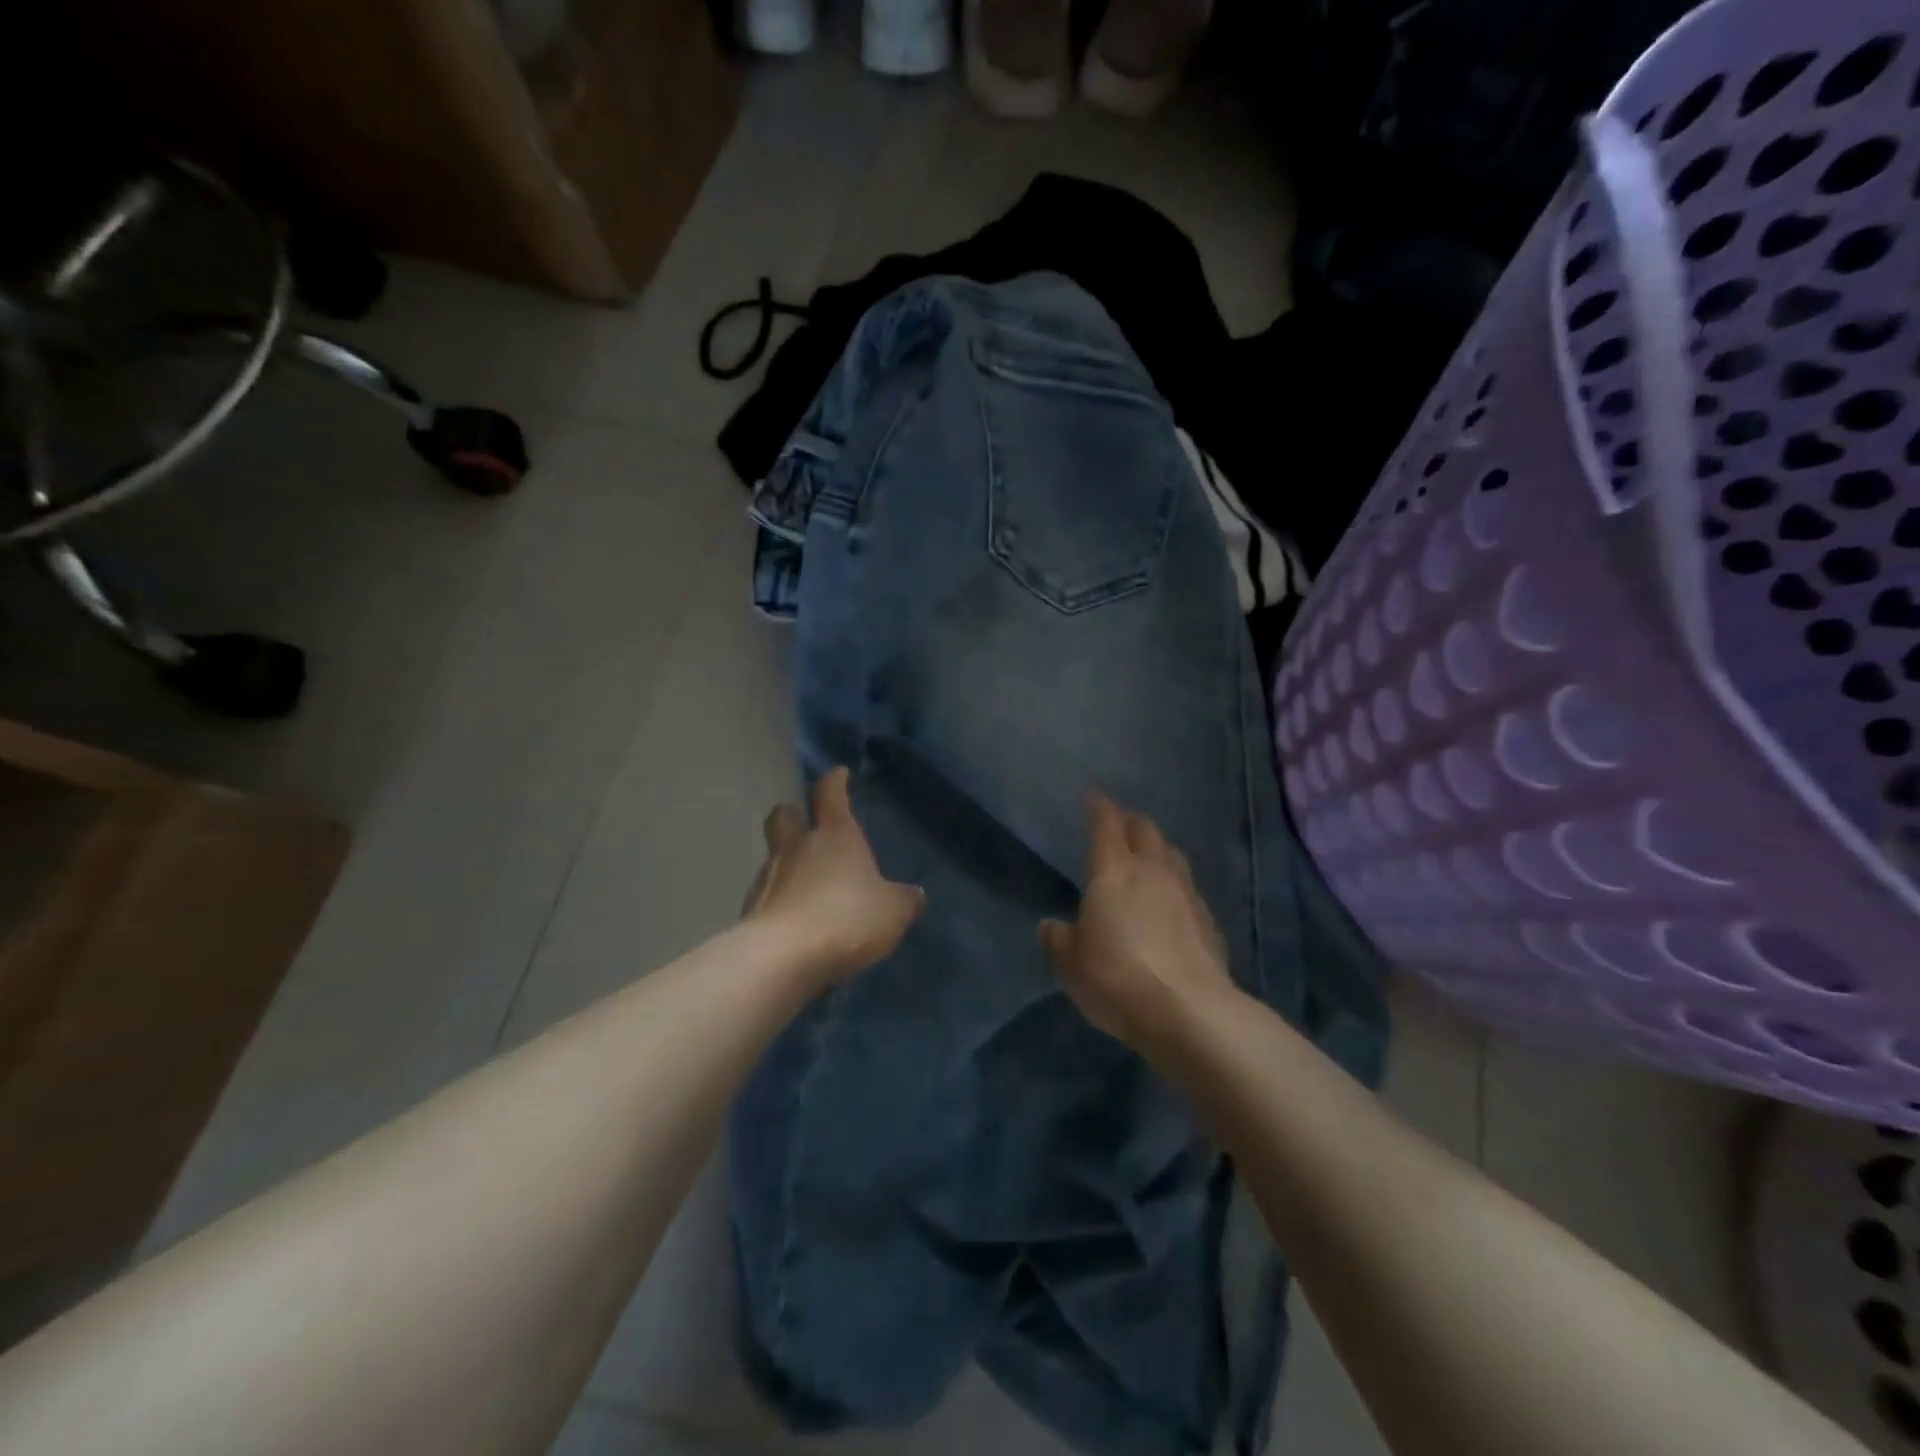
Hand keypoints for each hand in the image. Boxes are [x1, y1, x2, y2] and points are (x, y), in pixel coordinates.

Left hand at [744, 767, 924, 984]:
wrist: (783, 957)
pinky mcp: (751, 910)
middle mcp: (797, 847)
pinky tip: (795, 920)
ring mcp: (769, 877)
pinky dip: (779, 900)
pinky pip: (767, 896)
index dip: (834, 781)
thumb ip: (903, 900)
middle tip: (804, 822)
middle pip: (784, 815)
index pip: (830, 793)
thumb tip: (915, 894)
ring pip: (774, 857)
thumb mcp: (892, 911)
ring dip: (787, 863)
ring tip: (806, 884)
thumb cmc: (846, 918)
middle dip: (793, 813)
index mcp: (834, 835)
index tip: (838, 774)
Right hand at [1041, 794, 1234, 1050]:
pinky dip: (1175, 884)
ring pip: (1172, 855)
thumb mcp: (1072, 964)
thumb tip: (1052, 926)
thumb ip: (1059, 939)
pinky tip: (1171, 902)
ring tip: (1148, 856)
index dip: (1099, 807)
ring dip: (1158, 849)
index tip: (1092, 797)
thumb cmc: (1118, 978)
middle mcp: (1153, 871)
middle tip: (1119, 825)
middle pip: (1146, 830)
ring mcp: (1186, 893)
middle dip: (1130, 821)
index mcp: (1114, 871)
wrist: (1191, 1011)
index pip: (1107, 824)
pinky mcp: (1209, 920)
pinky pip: (1188, 888)